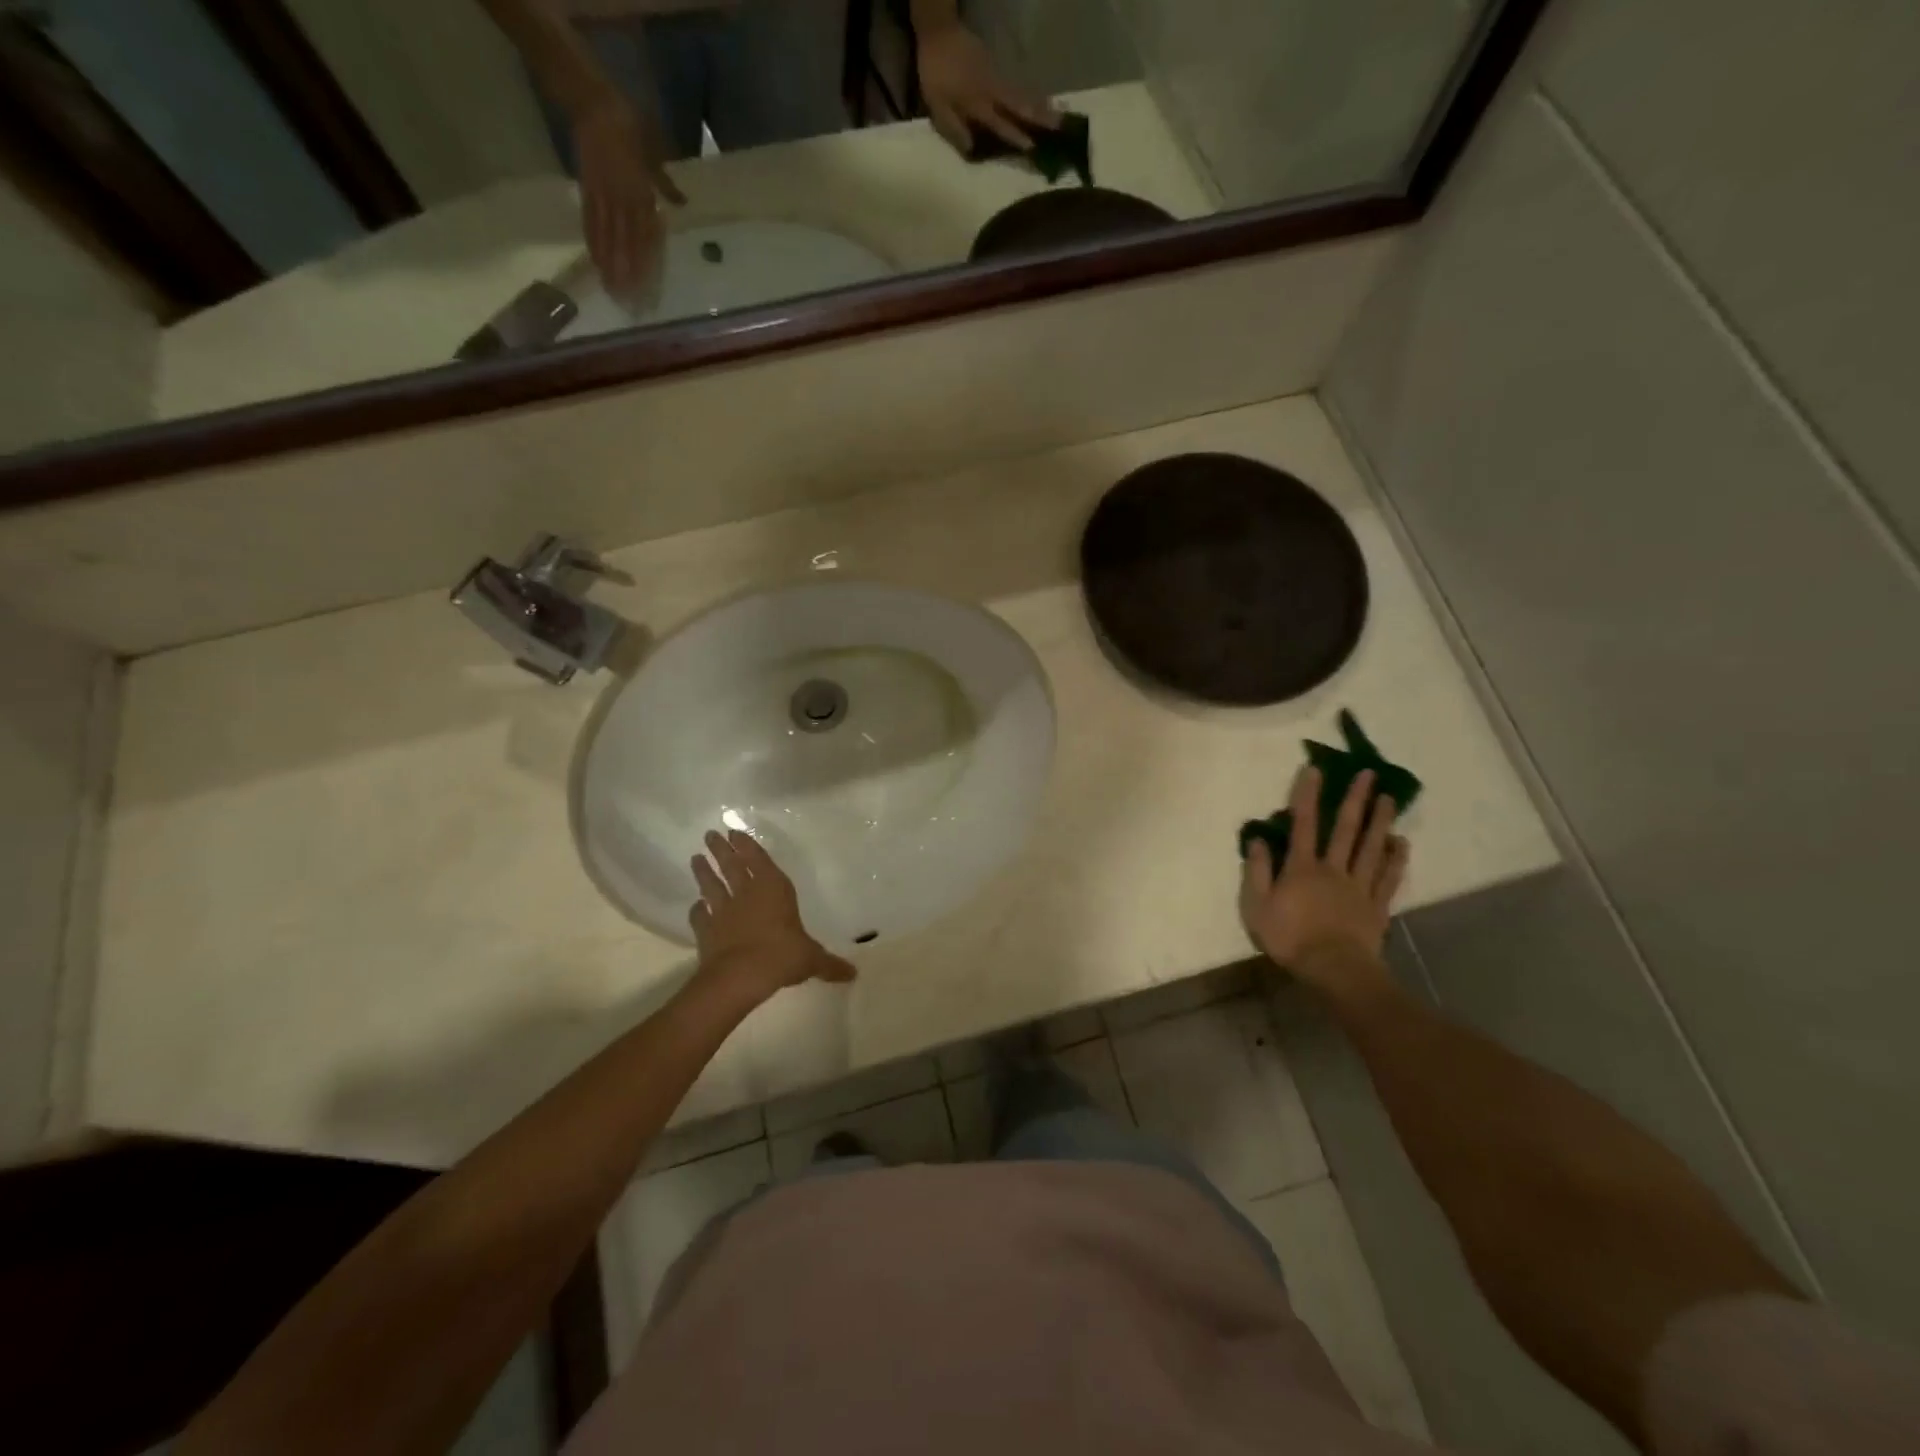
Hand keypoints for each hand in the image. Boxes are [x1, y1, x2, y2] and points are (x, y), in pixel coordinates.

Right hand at [572, 96, 684, 298]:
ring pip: (606, 238)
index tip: (647, 286)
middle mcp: (622, 200)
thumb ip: (665, 183)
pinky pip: (590, 222)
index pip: (645, 237)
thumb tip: (682, 203)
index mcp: (641, 193)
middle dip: (626, 274)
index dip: (645, 263)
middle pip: (625, 245)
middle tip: (627, 300)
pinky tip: (596, 262)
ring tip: (611, 290)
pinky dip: (592, 243)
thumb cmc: (630, 127)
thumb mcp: (654, 153)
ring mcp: (602, 196)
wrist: (592, 102)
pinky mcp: (586, 190)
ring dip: (609, 266)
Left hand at [689, 829, 854, 999]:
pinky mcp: (706, 931)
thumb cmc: (782, 956)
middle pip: (732, 866)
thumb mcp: (812, 959)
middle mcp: (747, 894)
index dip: (748, 846)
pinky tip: (695, 906)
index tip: (734, 832)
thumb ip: (830, 964)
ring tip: (696, 858)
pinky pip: (699, 916)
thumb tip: (854, 973)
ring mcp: (723, 911)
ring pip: (711, 885)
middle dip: (722, 849)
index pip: (759, 861)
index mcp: (774, 890)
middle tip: (710, 835)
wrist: (740, 976)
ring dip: (704, 872)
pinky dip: (696, 910)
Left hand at [916, 21, 1055, 153]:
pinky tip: (1038, 100)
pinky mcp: (995, 66)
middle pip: (1019, 105)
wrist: (939, 30)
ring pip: (1021, 93)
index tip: (1034, 147)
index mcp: (978, 103)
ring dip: (1040, 104)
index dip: (1016, 136)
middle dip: (1039, 116)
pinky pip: (1016, 84)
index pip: (1001, 123)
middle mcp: (992, 90)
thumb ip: (954, 128)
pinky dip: (1029, 94)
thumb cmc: (935, 73)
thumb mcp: (937, 105)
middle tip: (1060, 126)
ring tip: (1057, 115)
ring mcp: (996, 75)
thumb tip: (971, 149)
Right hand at [1239, 767, 1408, 993]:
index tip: (1315, 769)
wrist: (1334, 968)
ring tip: (1390, 799)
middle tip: (1368, 774)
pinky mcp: (1376, 906)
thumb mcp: (1257, 905)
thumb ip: (1257, 871)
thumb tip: (1258, 839)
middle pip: (1345, 829)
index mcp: (1302, 868)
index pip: (1303, 824)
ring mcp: (1358, 886)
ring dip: (1380, 821)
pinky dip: (1396, 858)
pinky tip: (1401, 842)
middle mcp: (1333, 869)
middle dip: (1355, 799)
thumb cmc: (1289, 937)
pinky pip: (1388, 877)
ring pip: (1371, 848)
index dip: (1307, 796)